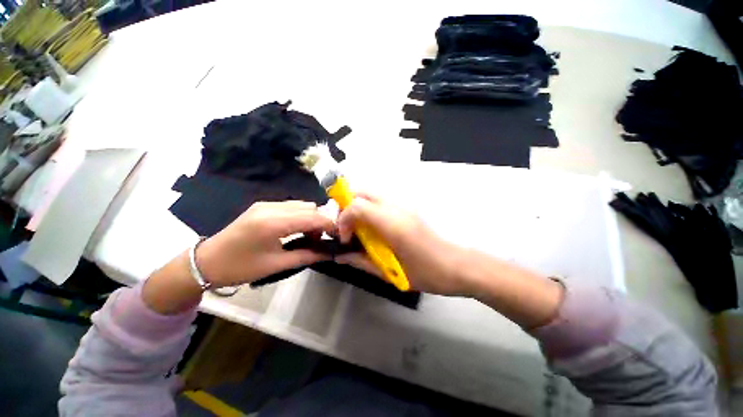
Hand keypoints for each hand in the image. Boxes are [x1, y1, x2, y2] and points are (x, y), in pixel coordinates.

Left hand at [196, 201, 334, 286]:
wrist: (205, 262)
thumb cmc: (239, 267)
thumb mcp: (276, 265)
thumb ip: (306, 256)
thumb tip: (329, 253)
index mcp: (273, 223)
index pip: (312, 217)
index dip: (329, 225)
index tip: (339, 235)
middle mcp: (271, 207)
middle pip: (309, 207)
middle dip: (320, 221)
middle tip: (320, 240)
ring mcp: (266, 204)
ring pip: (301, 205)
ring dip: (310, 218)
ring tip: (307, 236)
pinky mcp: (262, 205)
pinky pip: (290, 206)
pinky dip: (299, 216)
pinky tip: (295, 230)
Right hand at [335, 193, 469, 294]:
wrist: (458, 265)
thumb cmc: (426, 273)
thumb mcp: (390, 273)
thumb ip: (361, 262)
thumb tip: (340, 256)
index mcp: (392, 224)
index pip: (357, 205)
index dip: (344, 219)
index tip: (346, 238)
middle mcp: (396, 208)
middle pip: (362, 192)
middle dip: (347, 206)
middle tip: (348, 228)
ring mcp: (404, 206)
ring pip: (372, 194)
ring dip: (358, 207)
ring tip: (358, 229)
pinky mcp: (408, 209)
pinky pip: (381, 201)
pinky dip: (370, 209)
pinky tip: (374, 228)